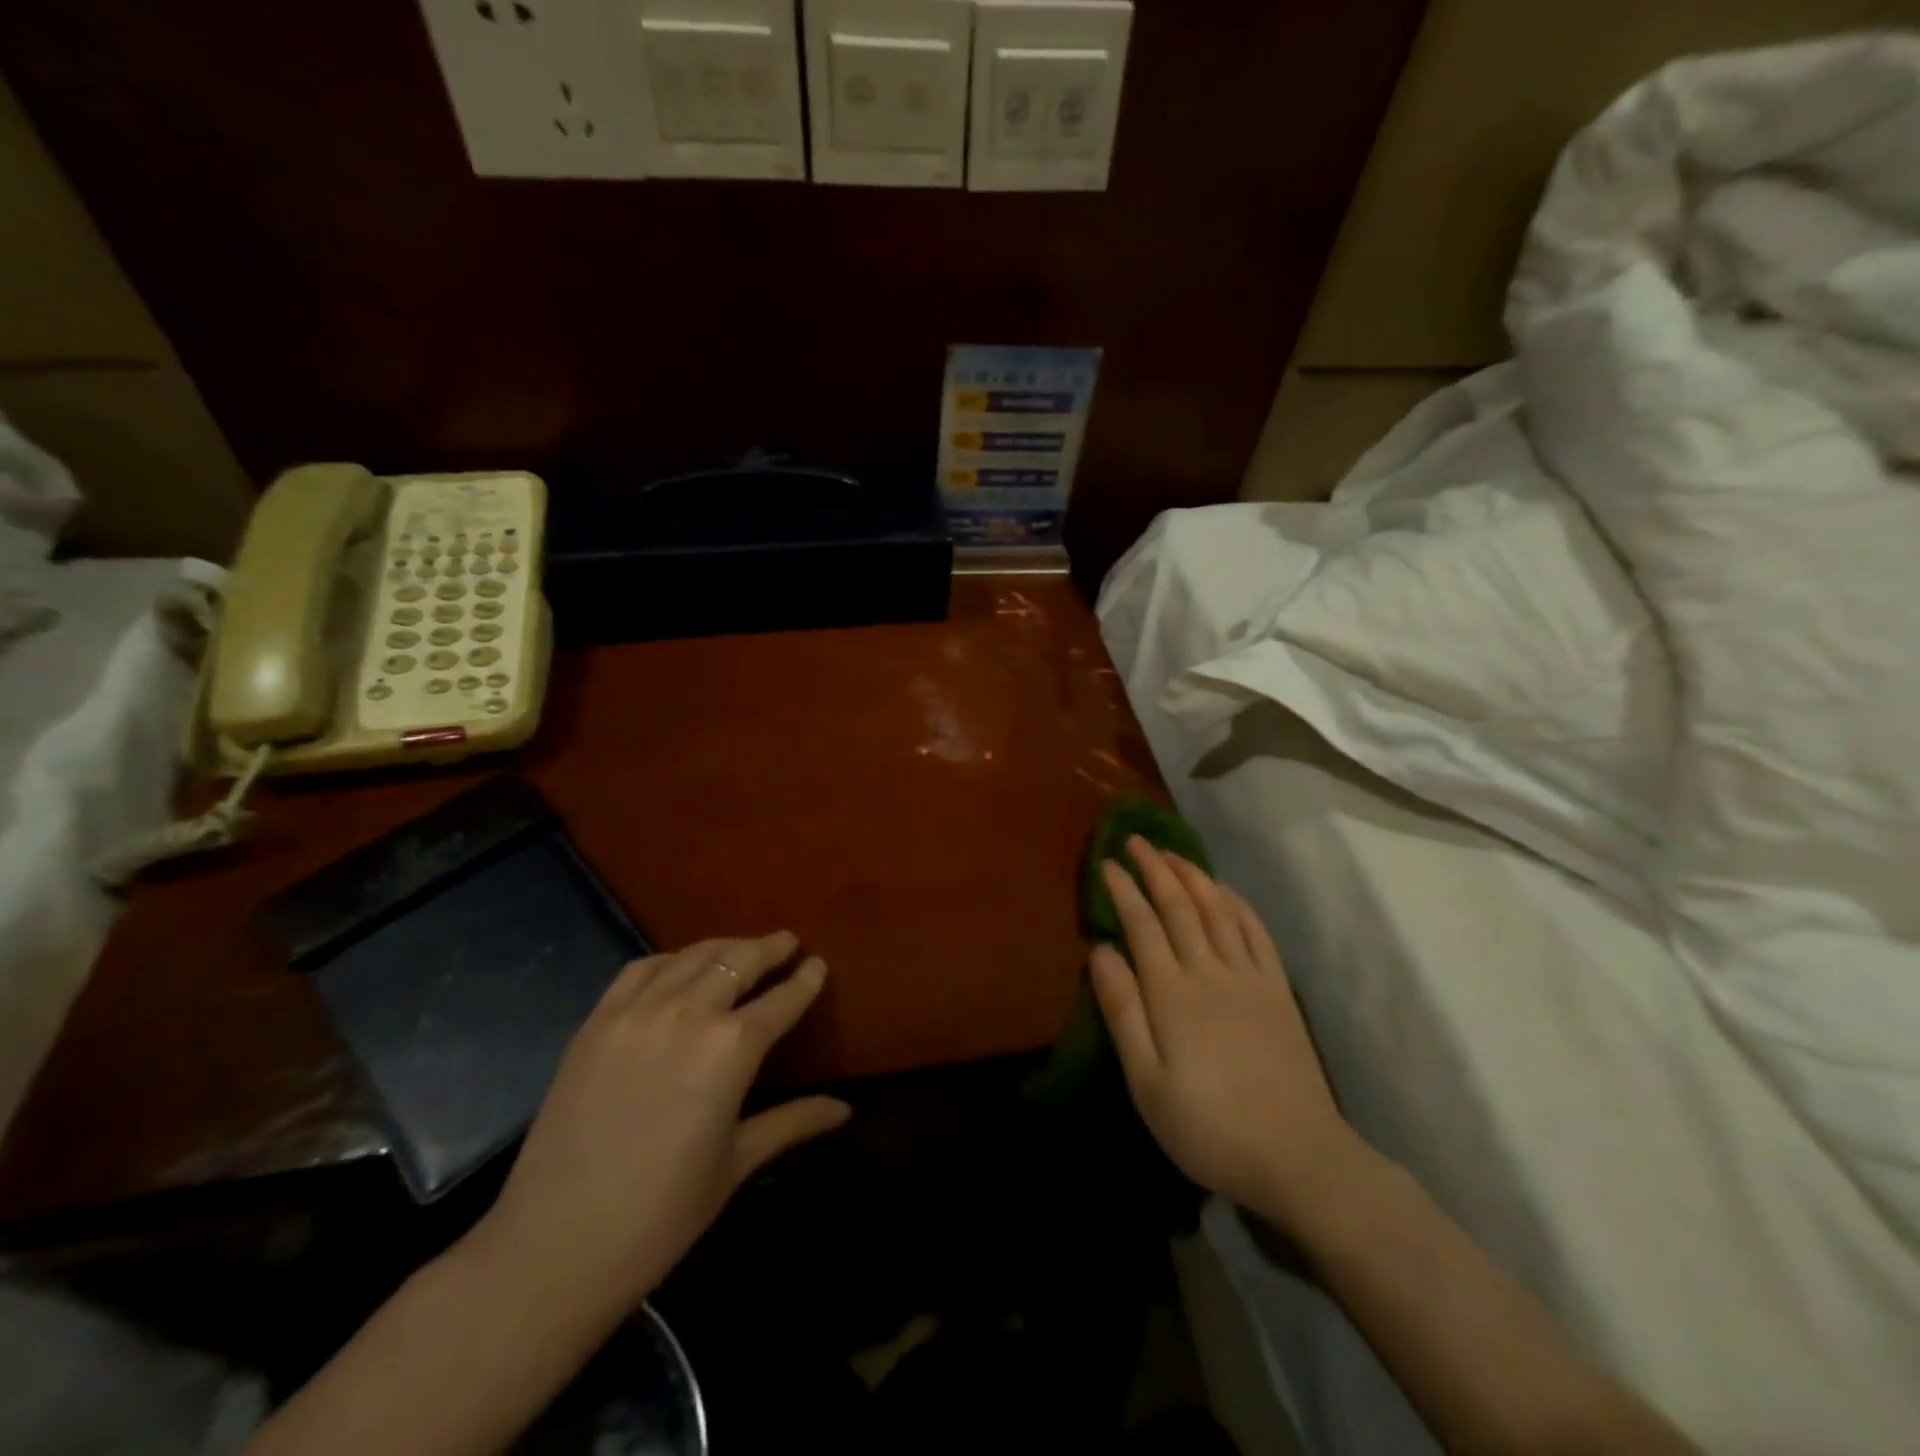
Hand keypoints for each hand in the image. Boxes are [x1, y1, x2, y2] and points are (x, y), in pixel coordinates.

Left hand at [472, 933, 848, 1325]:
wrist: (554, 1245)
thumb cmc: (661, 1214)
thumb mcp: (736, 1164)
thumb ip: (792, 1122)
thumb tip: (844, 1110)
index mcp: (732, 1048)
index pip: (783, 998)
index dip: (806, 979)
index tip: (818, 964)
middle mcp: (690, 1013)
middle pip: (740, 960)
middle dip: (770, 947)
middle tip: (787, 942)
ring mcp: (638, 1011)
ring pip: (693, 955)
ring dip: (725, 946)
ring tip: (741, 949)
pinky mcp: (597, 1020)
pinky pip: (641, 969)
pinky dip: (670, 959)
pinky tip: (679, 967)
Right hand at [1088, 839, 1358, 1228]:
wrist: (1297, 1157)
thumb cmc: (1207, 1127)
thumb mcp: (1147, 1082)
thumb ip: (1122, 1011)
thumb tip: (1099, 950)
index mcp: (1172, 993)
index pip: (1142, 925)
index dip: (1123, 890)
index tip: (1107, 863)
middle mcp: (1209, 971)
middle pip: (1179, 906)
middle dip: (1155, 869)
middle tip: (1136, 841)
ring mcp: (1249, 978)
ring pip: (1217, 910)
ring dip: (1194, 876)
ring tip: (1174, 854)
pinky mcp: (1278, 991)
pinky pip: (1256, 933)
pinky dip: (1237, 905)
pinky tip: (1226, 892)